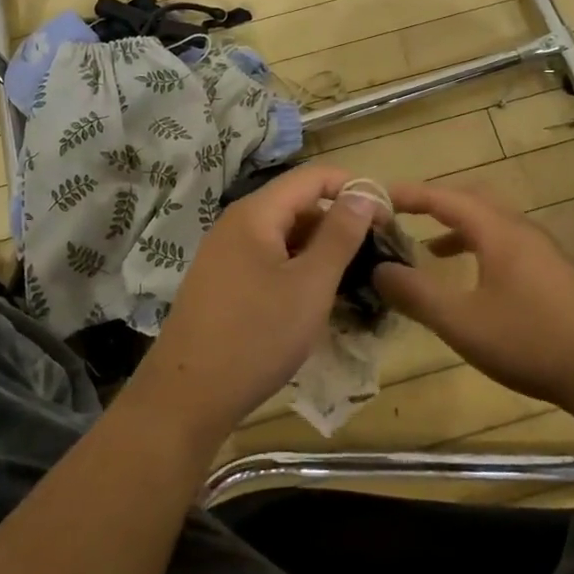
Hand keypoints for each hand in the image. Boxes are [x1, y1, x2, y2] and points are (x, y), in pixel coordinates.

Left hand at [128, 163, 373, 447]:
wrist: (186, 398)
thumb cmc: (255, 337)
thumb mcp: (310, 285)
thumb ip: (340, 235)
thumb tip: (364, 193)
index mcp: (256, 212)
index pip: (314, 176)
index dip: (354, 188)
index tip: (387, 217)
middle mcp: (238, 223)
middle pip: (298, 203)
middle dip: (339, 221)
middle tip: (376, 253)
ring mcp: (226, 253)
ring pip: (285, 235)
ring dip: (321, 249)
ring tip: (354, 279)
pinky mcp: (224, 282)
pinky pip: (270, 259)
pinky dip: (298, 269)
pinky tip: (317, 299)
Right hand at [375, 181, 573, 413]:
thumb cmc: (530, 339)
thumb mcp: (462, 322)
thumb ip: (417, 294)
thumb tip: (379, 270)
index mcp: (497, 230)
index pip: (445, 197)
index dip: (410, 194)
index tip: (379, 196)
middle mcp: (519, 229)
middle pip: (471, 199)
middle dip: (435, 203)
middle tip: (403, 215)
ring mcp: (540, 250)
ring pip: (491, 222)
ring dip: (458, 227)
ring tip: (429, 249)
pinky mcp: (552, 272)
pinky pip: (504, 243)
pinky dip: (478, 247)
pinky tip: (472, 280)